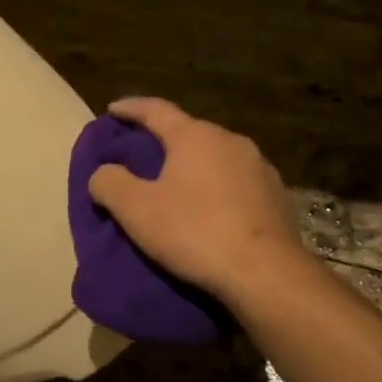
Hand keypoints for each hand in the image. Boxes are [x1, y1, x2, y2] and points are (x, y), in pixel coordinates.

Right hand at [87, 97, 308, 303]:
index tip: (112, 110)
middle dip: (164, 141)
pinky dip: (218, 189)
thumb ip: (110, 183)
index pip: (156, 110)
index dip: (130, 108)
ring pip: (216, 158)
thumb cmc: (194, 232)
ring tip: (177, 186)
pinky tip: (211, 210)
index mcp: (195, 136)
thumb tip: (103, 173)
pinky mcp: (277, 196)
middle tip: (142, 156)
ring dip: (194, 166)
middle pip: (189, 132)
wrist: (265, 273)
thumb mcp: (136, 210)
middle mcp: (231, 140)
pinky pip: (238, 183)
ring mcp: (260, 167)